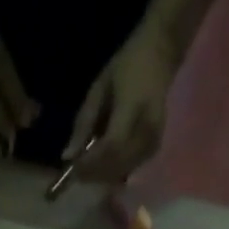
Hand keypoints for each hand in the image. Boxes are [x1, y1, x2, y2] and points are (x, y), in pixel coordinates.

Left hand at [65, 28, 180, 185]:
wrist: (161, 53)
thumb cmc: (127, 66)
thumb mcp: (99, 87)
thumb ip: (84, 122)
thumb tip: (67, 156)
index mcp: (133, 106)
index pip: (111, 146)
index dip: (90, 162)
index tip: (72, 168)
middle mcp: (147, 128)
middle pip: (117, 164)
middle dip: (93, 173)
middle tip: (77, 172)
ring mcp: (153, 140)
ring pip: (123, 171)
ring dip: (102, 175)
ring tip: (88, 169)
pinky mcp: (154, 148)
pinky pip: (130, 169)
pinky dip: (113, 172)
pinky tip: (103, 165)